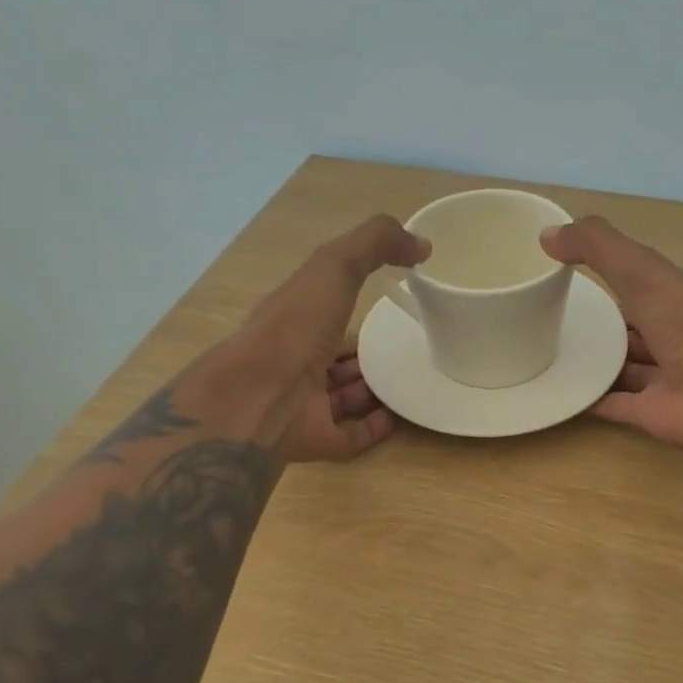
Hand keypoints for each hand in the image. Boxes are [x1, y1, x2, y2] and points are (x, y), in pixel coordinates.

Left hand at [218, 215, 428, 461]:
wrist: (261, 397)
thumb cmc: (294, 326)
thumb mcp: (334, 266)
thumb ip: (374, 243)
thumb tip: (422, 244)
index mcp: (296, 320)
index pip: (326, 310)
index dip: (353, 303)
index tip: (392, 299)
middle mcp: (298, 361)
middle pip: (337, 357)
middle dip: (366, 353)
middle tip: (408, 348)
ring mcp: (306, 404)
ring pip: (345, 396)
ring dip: (375, 389)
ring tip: (412, 381)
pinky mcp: (319, 439)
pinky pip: (353, 435)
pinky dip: (377, 427)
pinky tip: (403, 417)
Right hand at [540, 214, 682, 449]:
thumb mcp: (640, 270)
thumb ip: (597, 247)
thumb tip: (547, 235)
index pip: (648, 284)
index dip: (618, 277)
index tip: (576, 274)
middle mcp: (681, 338)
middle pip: (639, 329)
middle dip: (608, 325)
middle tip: (561, 319)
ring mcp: (669, 379)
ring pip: (629, 368)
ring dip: (601, 363)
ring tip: (555, 355)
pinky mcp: (654, 413)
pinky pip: (618, 404)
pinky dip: (593, 400)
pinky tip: (563, 393)